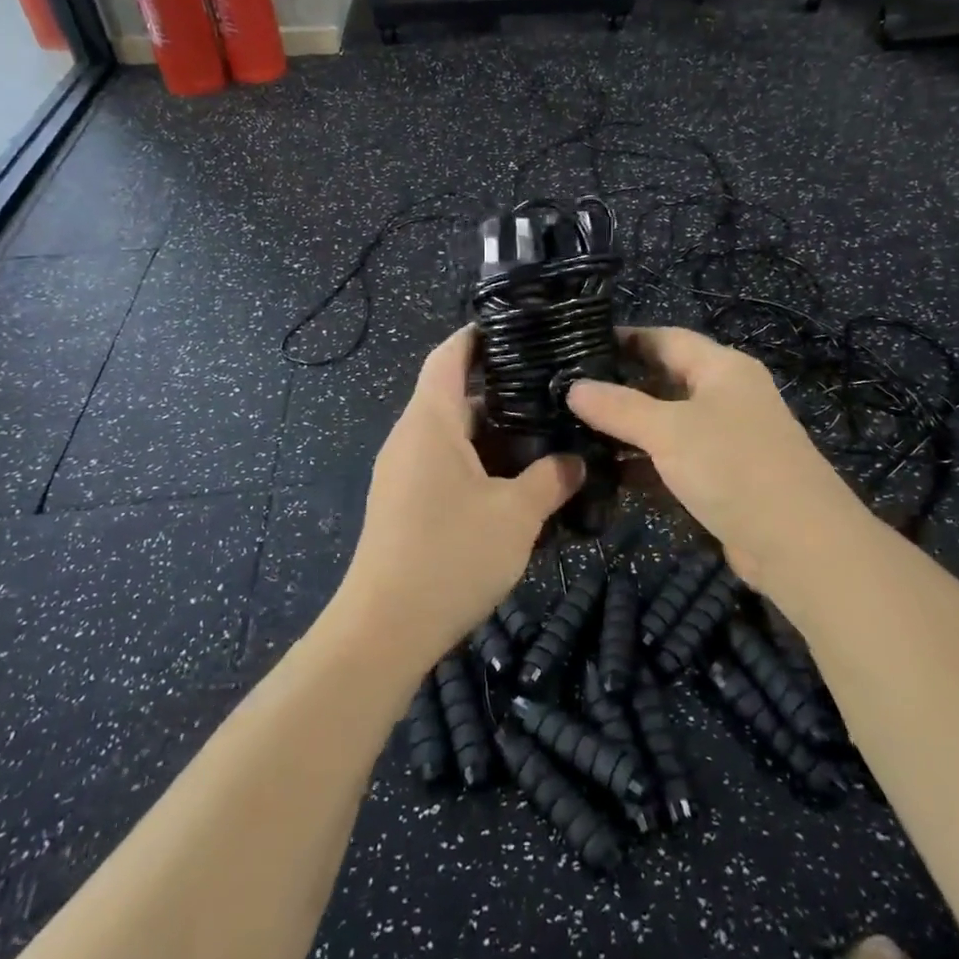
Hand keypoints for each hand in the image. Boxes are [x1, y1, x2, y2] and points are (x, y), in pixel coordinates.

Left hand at [335, 326, 582, 671]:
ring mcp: (403, 472)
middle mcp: (410, 438)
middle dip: (501, 390)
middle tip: (552, 390)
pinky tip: (515, 483)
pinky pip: (444, 464)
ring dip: (492, 433)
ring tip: (543, 434)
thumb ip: (551, 479)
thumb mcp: (516, 515)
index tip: (516, 327)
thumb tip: (575, 460)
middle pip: (453, 394)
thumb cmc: (450, 556)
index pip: (449, 356)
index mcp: (430, 422)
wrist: (383, 631)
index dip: (477, 335)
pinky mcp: (404, 503)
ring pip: (451, 434)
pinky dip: (478, 462)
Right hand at [567, 327, 867, 595]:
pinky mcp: (721, 477)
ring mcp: (725, 438)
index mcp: (722, 368)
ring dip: (627, 430)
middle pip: (664, 380)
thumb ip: (619, 407)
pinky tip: (605, 472)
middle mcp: (725, 395)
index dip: (623, 339)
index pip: (665, 338)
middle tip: (566, 392)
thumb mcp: (669, 431)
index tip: (577, 345)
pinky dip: (644, 464)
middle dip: (619, 387)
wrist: (798, 544)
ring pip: (666, 423)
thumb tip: (573, 388)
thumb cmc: (733, 466)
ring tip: (573, 431)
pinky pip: (674, 460)